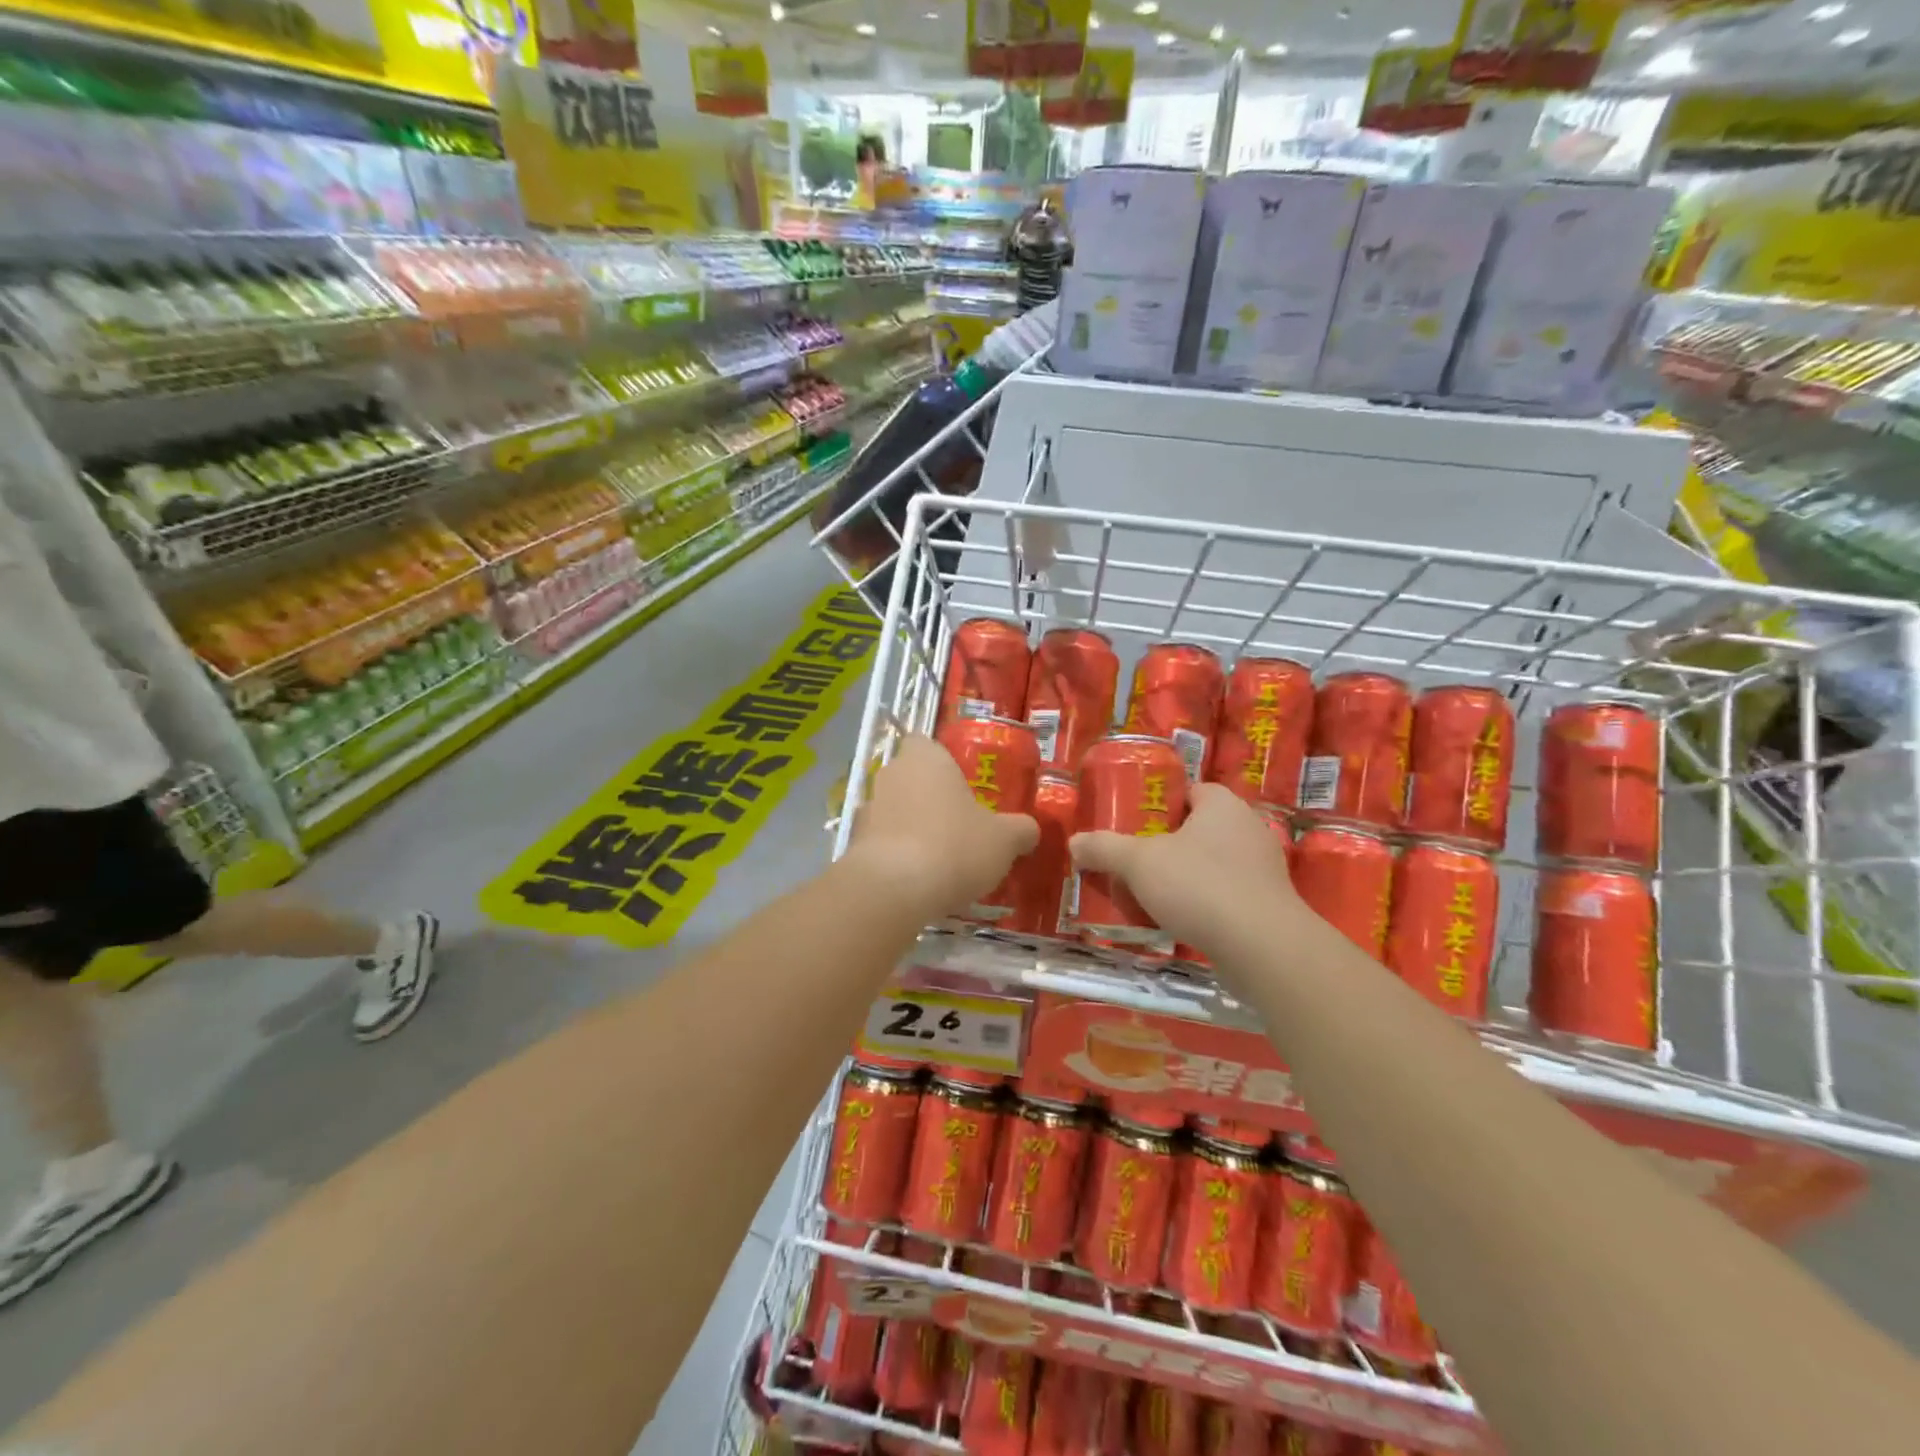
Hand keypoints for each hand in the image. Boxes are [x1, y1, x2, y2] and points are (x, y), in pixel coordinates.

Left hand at [845, 735, 1038, 917]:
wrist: (894, 889)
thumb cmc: (954, 846)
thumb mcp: (1004, 840)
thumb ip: (1020, 830)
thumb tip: (1029, 830)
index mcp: (925, 758)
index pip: (925, 742)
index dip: (941, 760)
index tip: (961, 783)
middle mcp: (890, 774)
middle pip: (910, 777)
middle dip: (930, 797)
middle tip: (959, 823)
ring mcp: (867, 808)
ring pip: (894, 810)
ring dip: (911, 826)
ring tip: (940, 858)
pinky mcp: (854, 843)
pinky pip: (881, 842)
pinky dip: (896, 855)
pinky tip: (917, 880)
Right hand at [1069, 784, 1303, 954]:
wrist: (1262, 948)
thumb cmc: (1199, 886)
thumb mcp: (1138, 863)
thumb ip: (1104, 849)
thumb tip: (1074, 843)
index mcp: (1223, 805)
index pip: (1191, 791)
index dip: (1161, 804)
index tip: (1135, 824)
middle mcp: (1249, 828)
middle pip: (1199, 828)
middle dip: (1169, 844)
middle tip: (1135, 861)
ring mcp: (1264, 869)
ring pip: (1214, 864)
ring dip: (1186, 877)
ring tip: (1151, 895)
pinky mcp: (1269, 905)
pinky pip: (1228, 895)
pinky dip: (1205, 904)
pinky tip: (1180, 921)